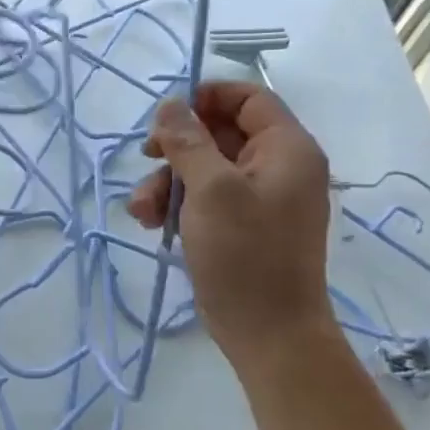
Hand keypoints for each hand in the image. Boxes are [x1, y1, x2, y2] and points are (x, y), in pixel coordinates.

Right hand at [126, 82, 332, 361]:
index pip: (248, 98)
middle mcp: (276, 167)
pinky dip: (176, 205)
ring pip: (203, 168)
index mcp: (286, 149)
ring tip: (143, 210)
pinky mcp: (240, 225)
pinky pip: (204, 198)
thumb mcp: (211, 190)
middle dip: (176, 149)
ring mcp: (258, 198)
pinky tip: (152, 223)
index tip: (166, 114)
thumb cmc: (245, 254)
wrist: (268, 332)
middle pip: (219, 134)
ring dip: (167, 182)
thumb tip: (170, 105)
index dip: (206, 97)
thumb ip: (188, 142)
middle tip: (147, 159)